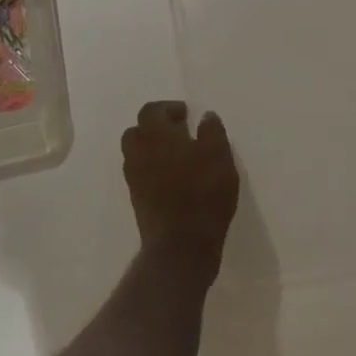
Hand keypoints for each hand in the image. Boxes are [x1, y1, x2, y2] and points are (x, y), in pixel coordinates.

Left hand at [122, 101, 239, 275]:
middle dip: (155, 126)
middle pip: (137, 130)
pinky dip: (152, 168)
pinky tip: (174, 177)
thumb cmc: (203, 195)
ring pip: (136, 152)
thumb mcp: (219, 157)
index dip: (167, 108)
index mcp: (157, 136)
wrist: (181, 246)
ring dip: (152, 147)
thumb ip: (212, 132)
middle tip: (179, 131)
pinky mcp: (137, 200)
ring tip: (177, 155)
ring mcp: (135, 178)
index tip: (186, 114)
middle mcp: (139, 153)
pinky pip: (140, 173)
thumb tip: (206, 116)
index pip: (151, 111)